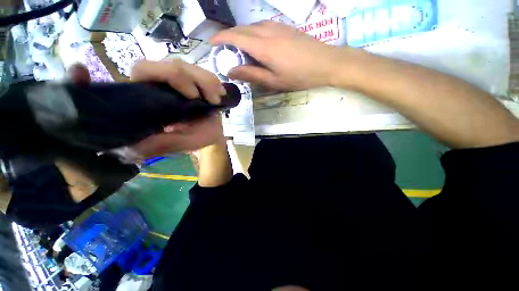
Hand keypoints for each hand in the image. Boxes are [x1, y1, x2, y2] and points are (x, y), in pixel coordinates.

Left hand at [68, 60, 226, 156]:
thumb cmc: (197, 138)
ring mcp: (175, 81)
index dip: (91, 79)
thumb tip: (131, 147)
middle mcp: (156, 87)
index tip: (79, 70)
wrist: (214, 133)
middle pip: (155, 66)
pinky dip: (211, 80)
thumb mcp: (180, 144)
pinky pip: (200, 71)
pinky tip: (220, 92)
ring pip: (181, 65)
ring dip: (204, 81)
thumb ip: (160, 144)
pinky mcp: (192, 79)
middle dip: (182, 79)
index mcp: (147, 104)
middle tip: (202, 98)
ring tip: (216, 98)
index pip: (118, 86)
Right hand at [211, 21, 350, 90]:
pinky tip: (257, 46)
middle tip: (226, 53)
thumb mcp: (273, 81)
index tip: (212, 45)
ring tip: (240, 51)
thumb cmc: (298, 76)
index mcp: (262, 46)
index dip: (220, 39)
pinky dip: (253, 34)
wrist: (325, 63)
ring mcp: (276, 26)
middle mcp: (266, 31)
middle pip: (241, 29)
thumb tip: (231, 71)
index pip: (234, 36)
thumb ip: (251, 74)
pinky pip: (262, 27)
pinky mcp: (284, 27)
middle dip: (229, 38)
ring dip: (241, 36)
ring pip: (251, 27)